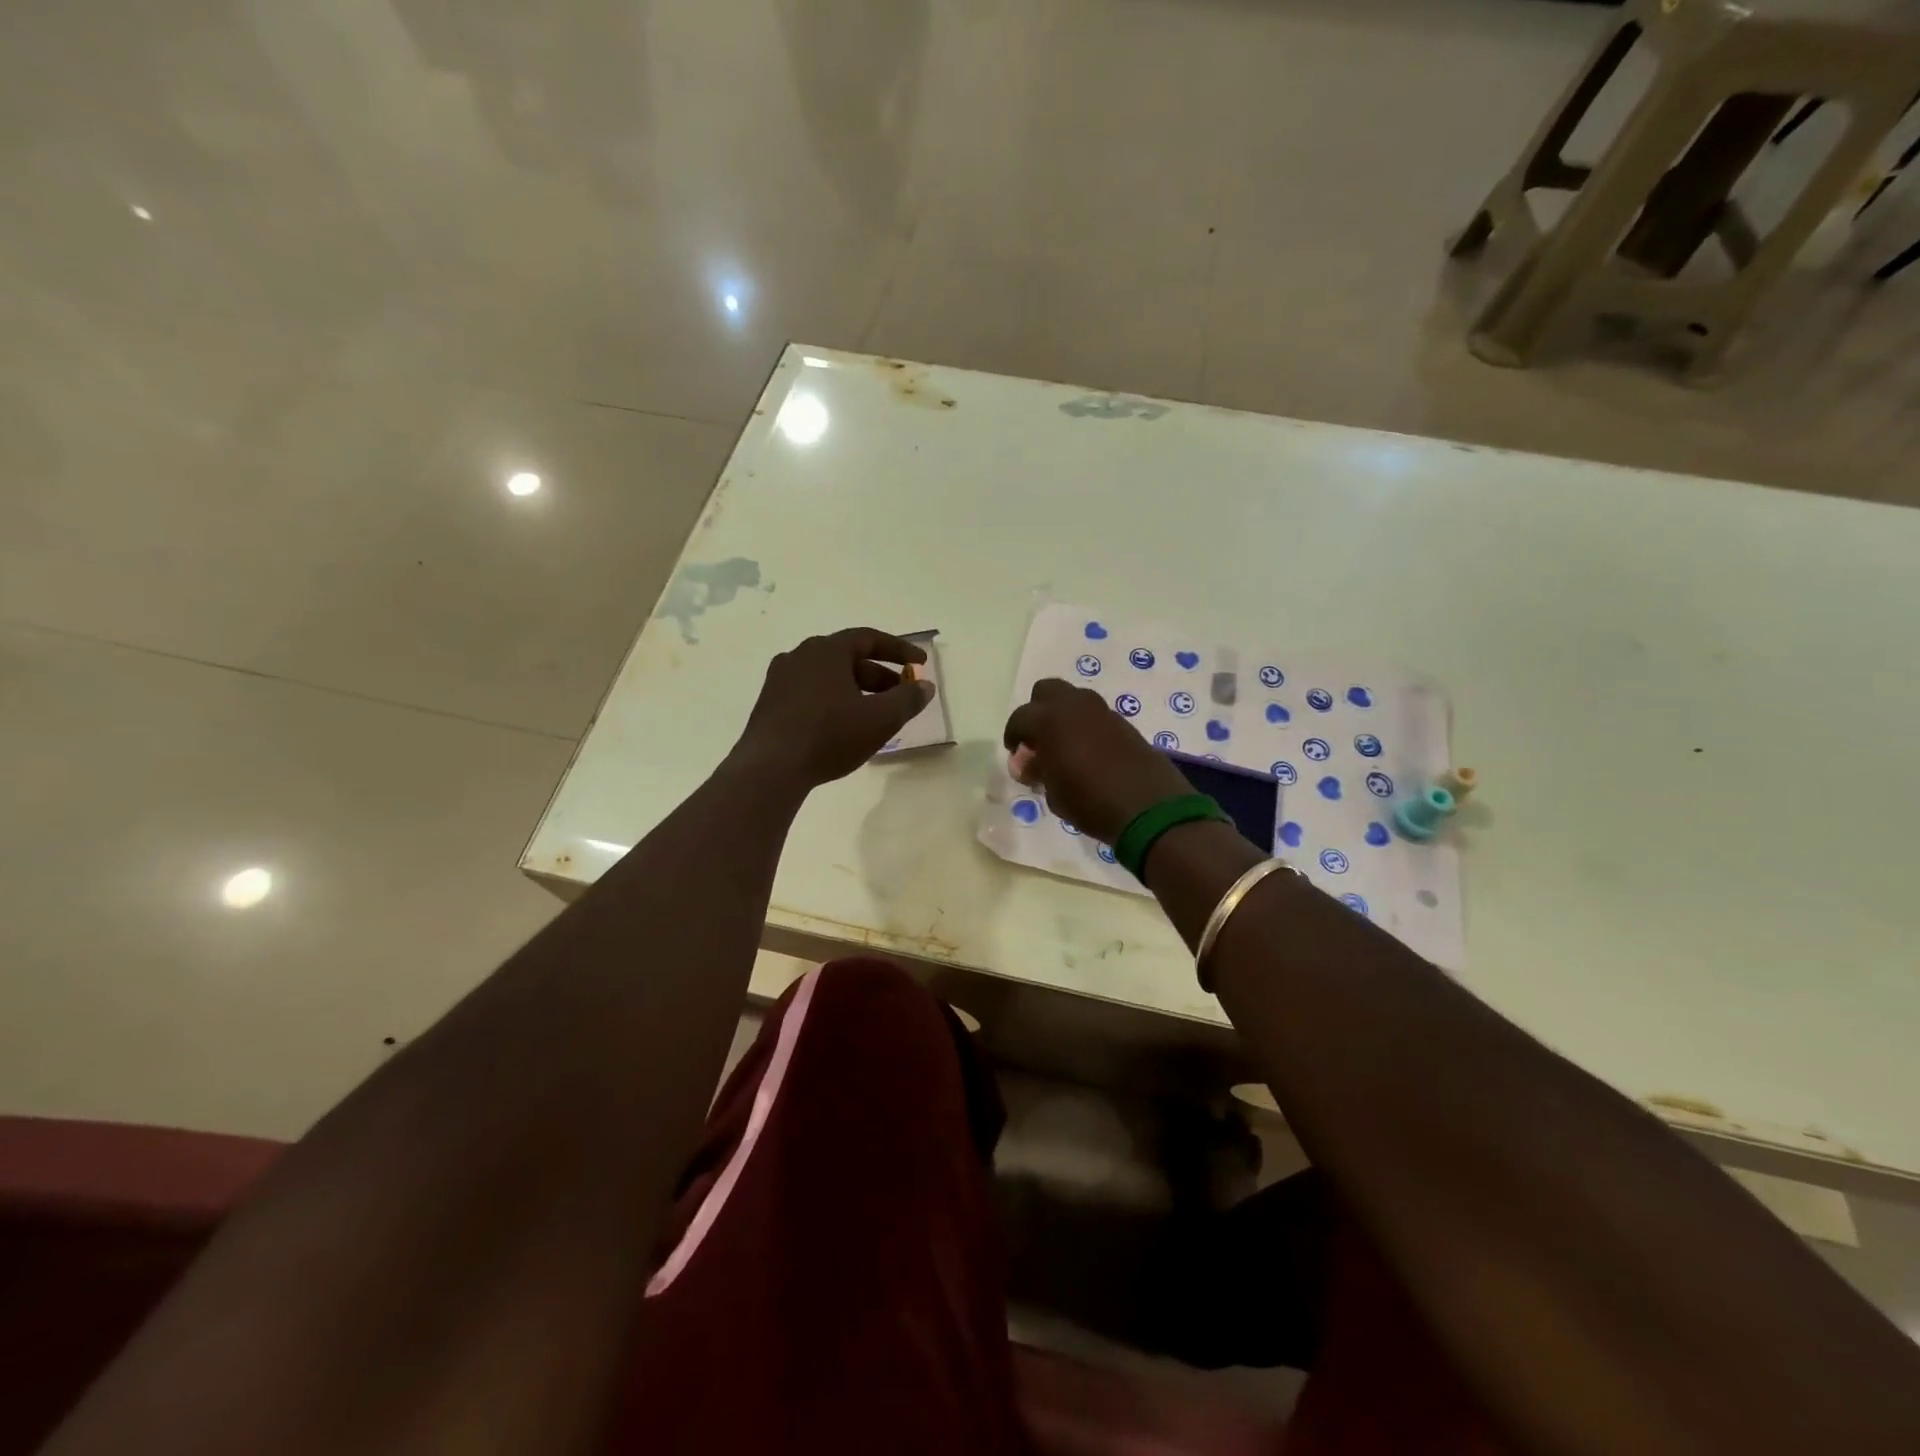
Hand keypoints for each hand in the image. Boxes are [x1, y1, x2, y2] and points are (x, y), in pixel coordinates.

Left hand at [733, 628, 933, 789]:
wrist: (770, 768)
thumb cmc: (830, 736)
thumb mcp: (880, 719)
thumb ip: (908, 699)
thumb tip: (925, 686)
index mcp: (827, 650)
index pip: (869, 638)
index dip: (899, 650)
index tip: (921, 663)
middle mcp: (801, 655)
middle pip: (849, 657)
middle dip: (880, 675)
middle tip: (901, 695)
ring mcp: (780, 678)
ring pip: (829, 676)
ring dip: (857, 690)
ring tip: (875, 715)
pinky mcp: (770, 703)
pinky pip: (811, 692)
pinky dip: (834, 701)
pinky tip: (843, 726)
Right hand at [1002, 679, 1192, 842]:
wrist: (1148, 806)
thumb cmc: (1089, 801)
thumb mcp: (1053, 793)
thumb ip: (1036, 771)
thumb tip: (1026, 762)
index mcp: (1050, 719)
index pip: (1020, 717)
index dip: (1014, 734)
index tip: (1016, 753)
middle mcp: (1075, 706)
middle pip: (1047, 690)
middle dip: (1038, 710)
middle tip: (1038, 739)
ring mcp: (1102, 712)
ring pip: (1074, 699)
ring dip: (1064, 716)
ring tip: (1063, 746)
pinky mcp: (1124, 723)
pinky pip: (1095, 715)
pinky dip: (1086, 726)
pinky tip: (1088, 752)